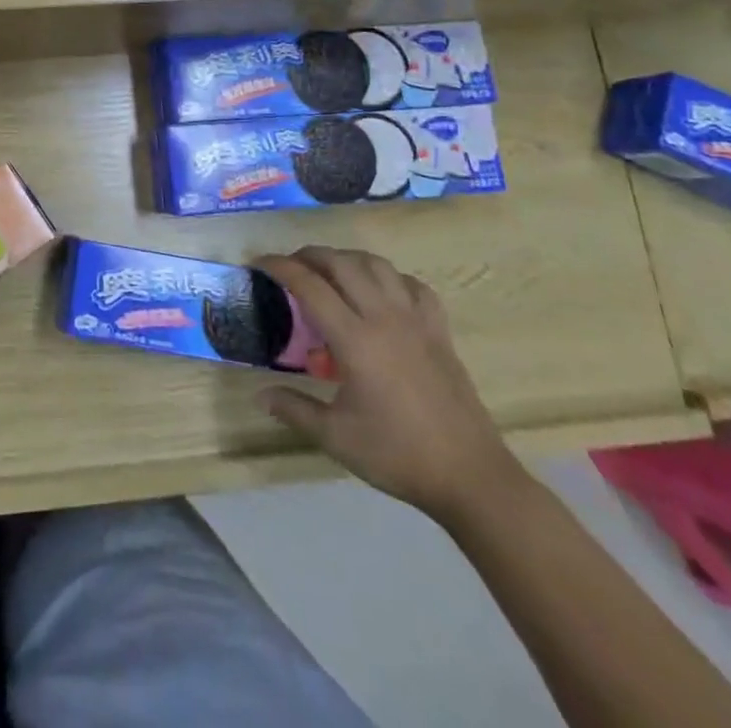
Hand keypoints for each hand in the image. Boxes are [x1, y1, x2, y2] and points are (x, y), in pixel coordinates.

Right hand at [254, 247, 521, 520]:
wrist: (471, 476)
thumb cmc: (398, 455)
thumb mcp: (336, 437)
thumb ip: (294, 409)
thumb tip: (260, 396)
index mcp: (355, 339)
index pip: (309, 285)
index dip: (280, 266)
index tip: (259, 262)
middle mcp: (384, 318)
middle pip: (342, 263)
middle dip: (310, 255)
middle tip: (291, 266)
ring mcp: (416, 321)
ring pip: (378, 265)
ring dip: (348, 259)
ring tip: (331, 272)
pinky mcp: (440, 331)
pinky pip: (413, 285)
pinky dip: (389, 278)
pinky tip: (381, 293)